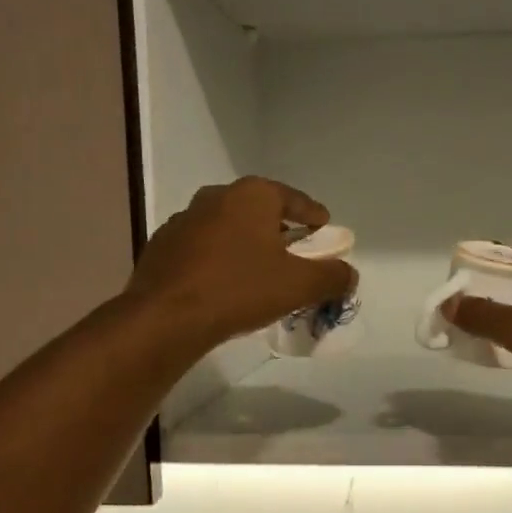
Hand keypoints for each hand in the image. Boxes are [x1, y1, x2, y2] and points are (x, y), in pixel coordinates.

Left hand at [125, 177, 354, 350]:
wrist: (166, 317)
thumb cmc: (240, 290)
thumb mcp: (299, 285)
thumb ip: (332, 276)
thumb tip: (349, 274)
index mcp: (252, 195)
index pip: (293, 198)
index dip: (313, 215)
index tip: (323, 228)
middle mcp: (216, 196)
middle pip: (258, 210)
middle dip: (279, 228)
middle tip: (294, 250)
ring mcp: (184, 219)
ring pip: (227, 227)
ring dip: (245, 243)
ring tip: (259, 269)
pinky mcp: (162, 246)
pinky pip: (203, 248)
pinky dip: (218, 259)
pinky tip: (224, 283)